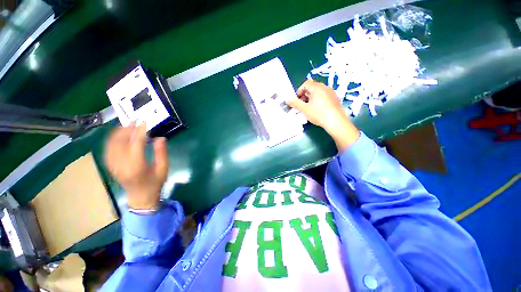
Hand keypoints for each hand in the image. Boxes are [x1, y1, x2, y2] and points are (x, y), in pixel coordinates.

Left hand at [104, 123, 167, 209]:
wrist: (140, 197)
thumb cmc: (155, 183)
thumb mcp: (163, 169)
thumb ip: (162, 153)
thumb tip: (160, 138)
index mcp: (137, 166)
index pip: (136, 144)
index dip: (140, 131)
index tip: (145, 122)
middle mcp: (122, 165)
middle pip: (120, 142)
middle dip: (126, 129)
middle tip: (135, 120)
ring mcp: (113, 166)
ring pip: (111, 144)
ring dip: (117, 132)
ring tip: (126, 124)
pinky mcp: (111, 166)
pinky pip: (107, 150)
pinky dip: (112, 140)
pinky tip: (117, 135)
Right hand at [288, 80, 359, 151]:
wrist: (336, 121)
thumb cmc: (318, 114)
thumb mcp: (304, 109)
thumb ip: (295, 103)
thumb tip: (288, 99)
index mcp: (317, 87)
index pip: (306, 83)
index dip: (300, 91)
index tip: (297, 100)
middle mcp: (325, 87)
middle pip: (312, 87)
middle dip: (305, 95)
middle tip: (302, 104)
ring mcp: (331, 92)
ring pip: (318, 92)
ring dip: (311, 97)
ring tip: (309, 107)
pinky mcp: (335, 98)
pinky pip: (324, 96)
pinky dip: (318, 100)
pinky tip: (318, 109)